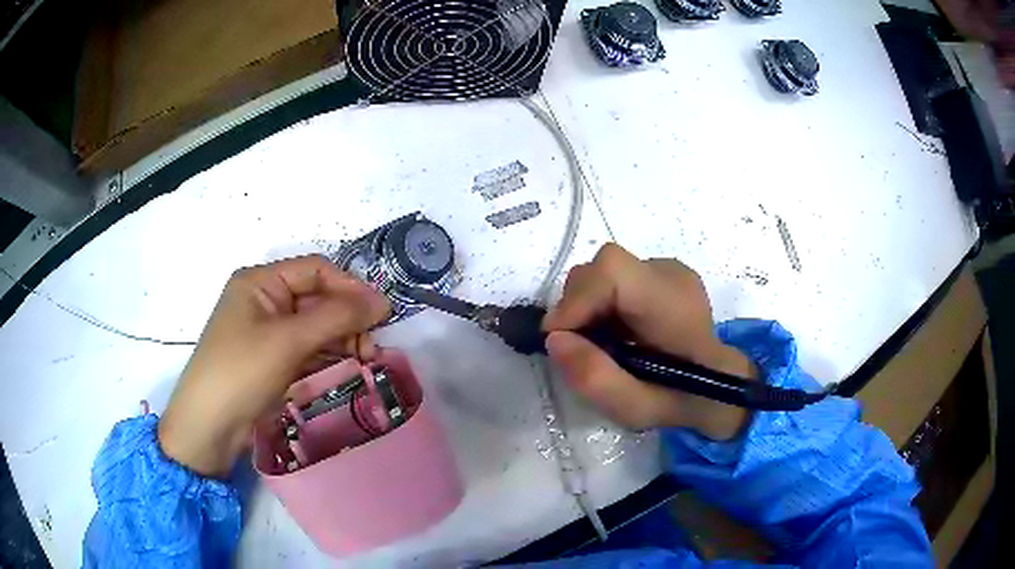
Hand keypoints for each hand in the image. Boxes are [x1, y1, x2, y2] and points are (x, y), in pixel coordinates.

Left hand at [158, 255, 390, 476]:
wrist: (209, 426)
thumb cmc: (242, 371)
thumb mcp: (289, 340)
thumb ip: (336, 317)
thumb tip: (383, 301)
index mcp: (261, 281)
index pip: (315, 271)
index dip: (349, 287)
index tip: (381, 313)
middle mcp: (264, 300)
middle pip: (317, 298)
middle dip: (347, 319)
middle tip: (373, 346)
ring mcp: (268, 332)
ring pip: (315, 326)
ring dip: (342, 339)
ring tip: (366, 360)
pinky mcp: (272, 359)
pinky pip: (307, 348)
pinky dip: (328, 355)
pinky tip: (348, 366)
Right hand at [543, 244, 756, 439]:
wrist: (721, 386)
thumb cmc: (680, 401)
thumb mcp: (636, 409)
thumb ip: (595, 378)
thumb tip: (555, 339)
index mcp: (673, 306)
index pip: (614, 271)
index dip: (578, 298)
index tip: (559, 336)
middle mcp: (672, 276)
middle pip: (605, 267)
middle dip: (579, 305)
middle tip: (578, 346)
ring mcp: (670, 270)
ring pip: (607, 270)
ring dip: (590, 304)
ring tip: (602, 341)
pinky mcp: (664, 272)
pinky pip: (618, 277)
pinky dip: (604, 302)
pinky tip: (618, 330)